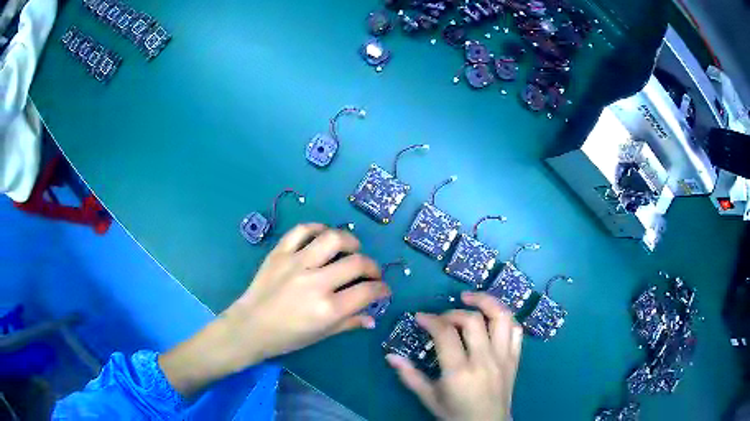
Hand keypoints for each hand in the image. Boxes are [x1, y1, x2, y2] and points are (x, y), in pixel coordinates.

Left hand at [159, 223, 389, 397]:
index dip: (382, 289)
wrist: (250, 326)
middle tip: (371, 273)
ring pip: (332, 239)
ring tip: (352, 249)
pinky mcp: (280, 253)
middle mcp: (315, 282)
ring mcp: (296, 263)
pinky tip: (323, 236)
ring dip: (350, 241)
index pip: (367, 291)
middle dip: (373, 267)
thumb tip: (372, 318)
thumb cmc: (287, 337)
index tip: (383, 290)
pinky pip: (301, 230)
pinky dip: (317, 228)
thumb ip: (349, 323)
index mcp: (328, 308)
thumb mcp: (321, 335)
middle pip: (356, 262)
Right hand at [386, 292, 522, 420]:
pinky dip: (506, 318)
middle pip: (473, 320)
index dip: (431, 320)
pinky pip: (516, 330)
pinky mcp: (515, 359)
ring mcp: (504, 358)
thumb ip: (410, 376)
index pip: (446, 334)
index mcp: (460, 372)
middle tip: (441, 317)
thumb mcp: (429, 398)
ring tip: (470, 298)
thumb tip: (390, 356)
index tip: (420, 317)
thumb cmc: (455, 414)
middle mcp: (485, 360)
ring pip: (501, 318)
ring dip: (486, 302)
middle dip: (453, 311)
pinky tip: (492, 317)